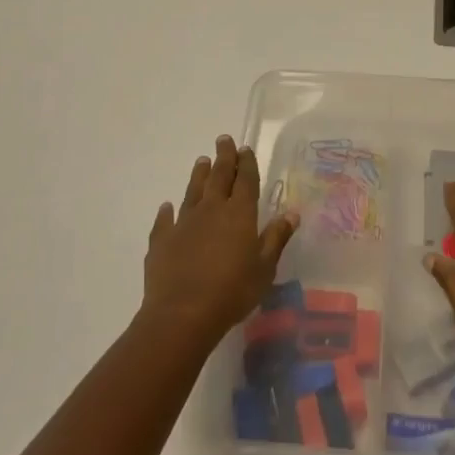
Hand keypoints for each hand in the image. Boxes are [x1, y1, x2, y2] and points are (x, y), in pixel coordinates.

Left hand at [141, 135, 297, 352]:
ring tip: (202, 161)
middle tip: (224, 140)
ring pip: (193, 190)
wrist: (182, 314)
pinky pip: (165, 220)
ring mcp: (184, 222)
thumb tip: (291, 213)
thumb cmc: (232, 291)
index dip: (247, 163)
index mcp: (240, 213)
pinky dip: (167, 211)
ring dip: (199, 175)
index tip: (245, 148)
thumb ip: (276, 238)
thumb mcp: (265, 268)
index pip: (246, 180)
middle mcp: (212, 209)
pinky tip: (167, 207)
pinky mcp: (162, 240)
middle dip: (224, 157)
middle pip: (219, 176)